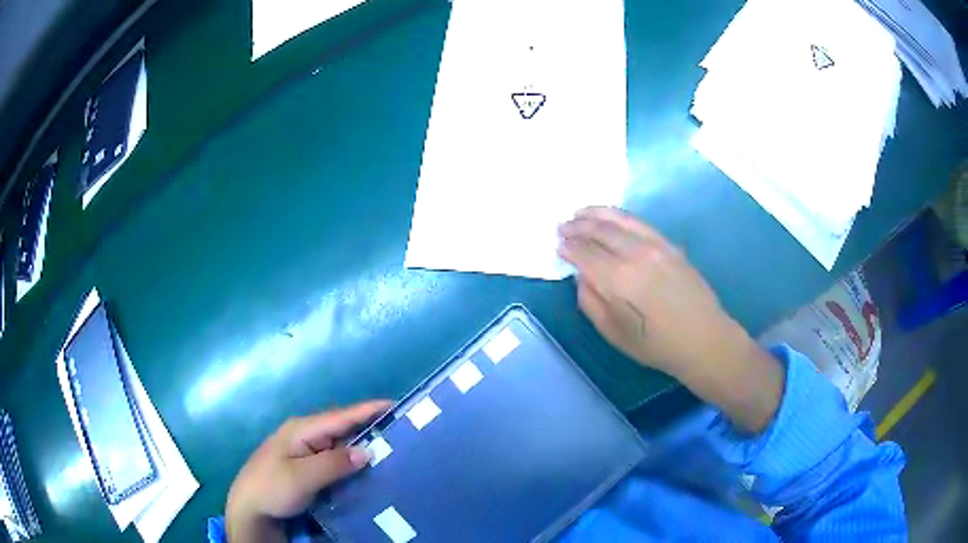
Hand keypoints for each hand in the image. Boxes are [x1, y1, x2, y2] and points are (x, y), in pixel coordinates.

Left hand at [226, 401, 389, 542]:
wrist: (250, 508)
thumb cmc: (271, 487)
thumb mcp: (301, 477)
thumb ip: (333, 464)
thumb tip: (367, 451)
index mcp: (302, 430)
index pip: (340, 416)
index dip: (367, 410)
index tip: (395, 405)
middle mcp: (306, 436)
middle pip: (343, 428)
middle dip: (370, 428)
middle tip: (401, 434)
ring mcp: (307, 451)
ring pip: (341, 445)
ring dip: (363, 447)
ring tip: (393, 451)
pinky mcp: (309, 467)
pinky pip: (336, 460)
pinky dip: (353, 462)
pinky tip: (369, 470)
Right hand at [558, 207, 782, 432]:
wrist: (703, 338)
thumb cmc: (656, 345)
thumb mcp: (614, 334)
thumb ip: (591, 302)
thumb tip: (581, 276)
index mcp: (617, 280)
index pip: (584, 253)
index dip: (568, 247)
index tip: (558, 245)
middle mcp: (634, 255)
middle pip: (599, 231)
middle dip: (577, 227)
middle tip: (563, 226)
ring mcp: (655, 246)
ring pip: (619, 220)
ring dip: (596, 214)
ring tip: (580, 213)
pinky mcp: (669, 244)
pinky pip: (639, 222)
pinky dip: (620, 216)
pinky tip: (611, 217)